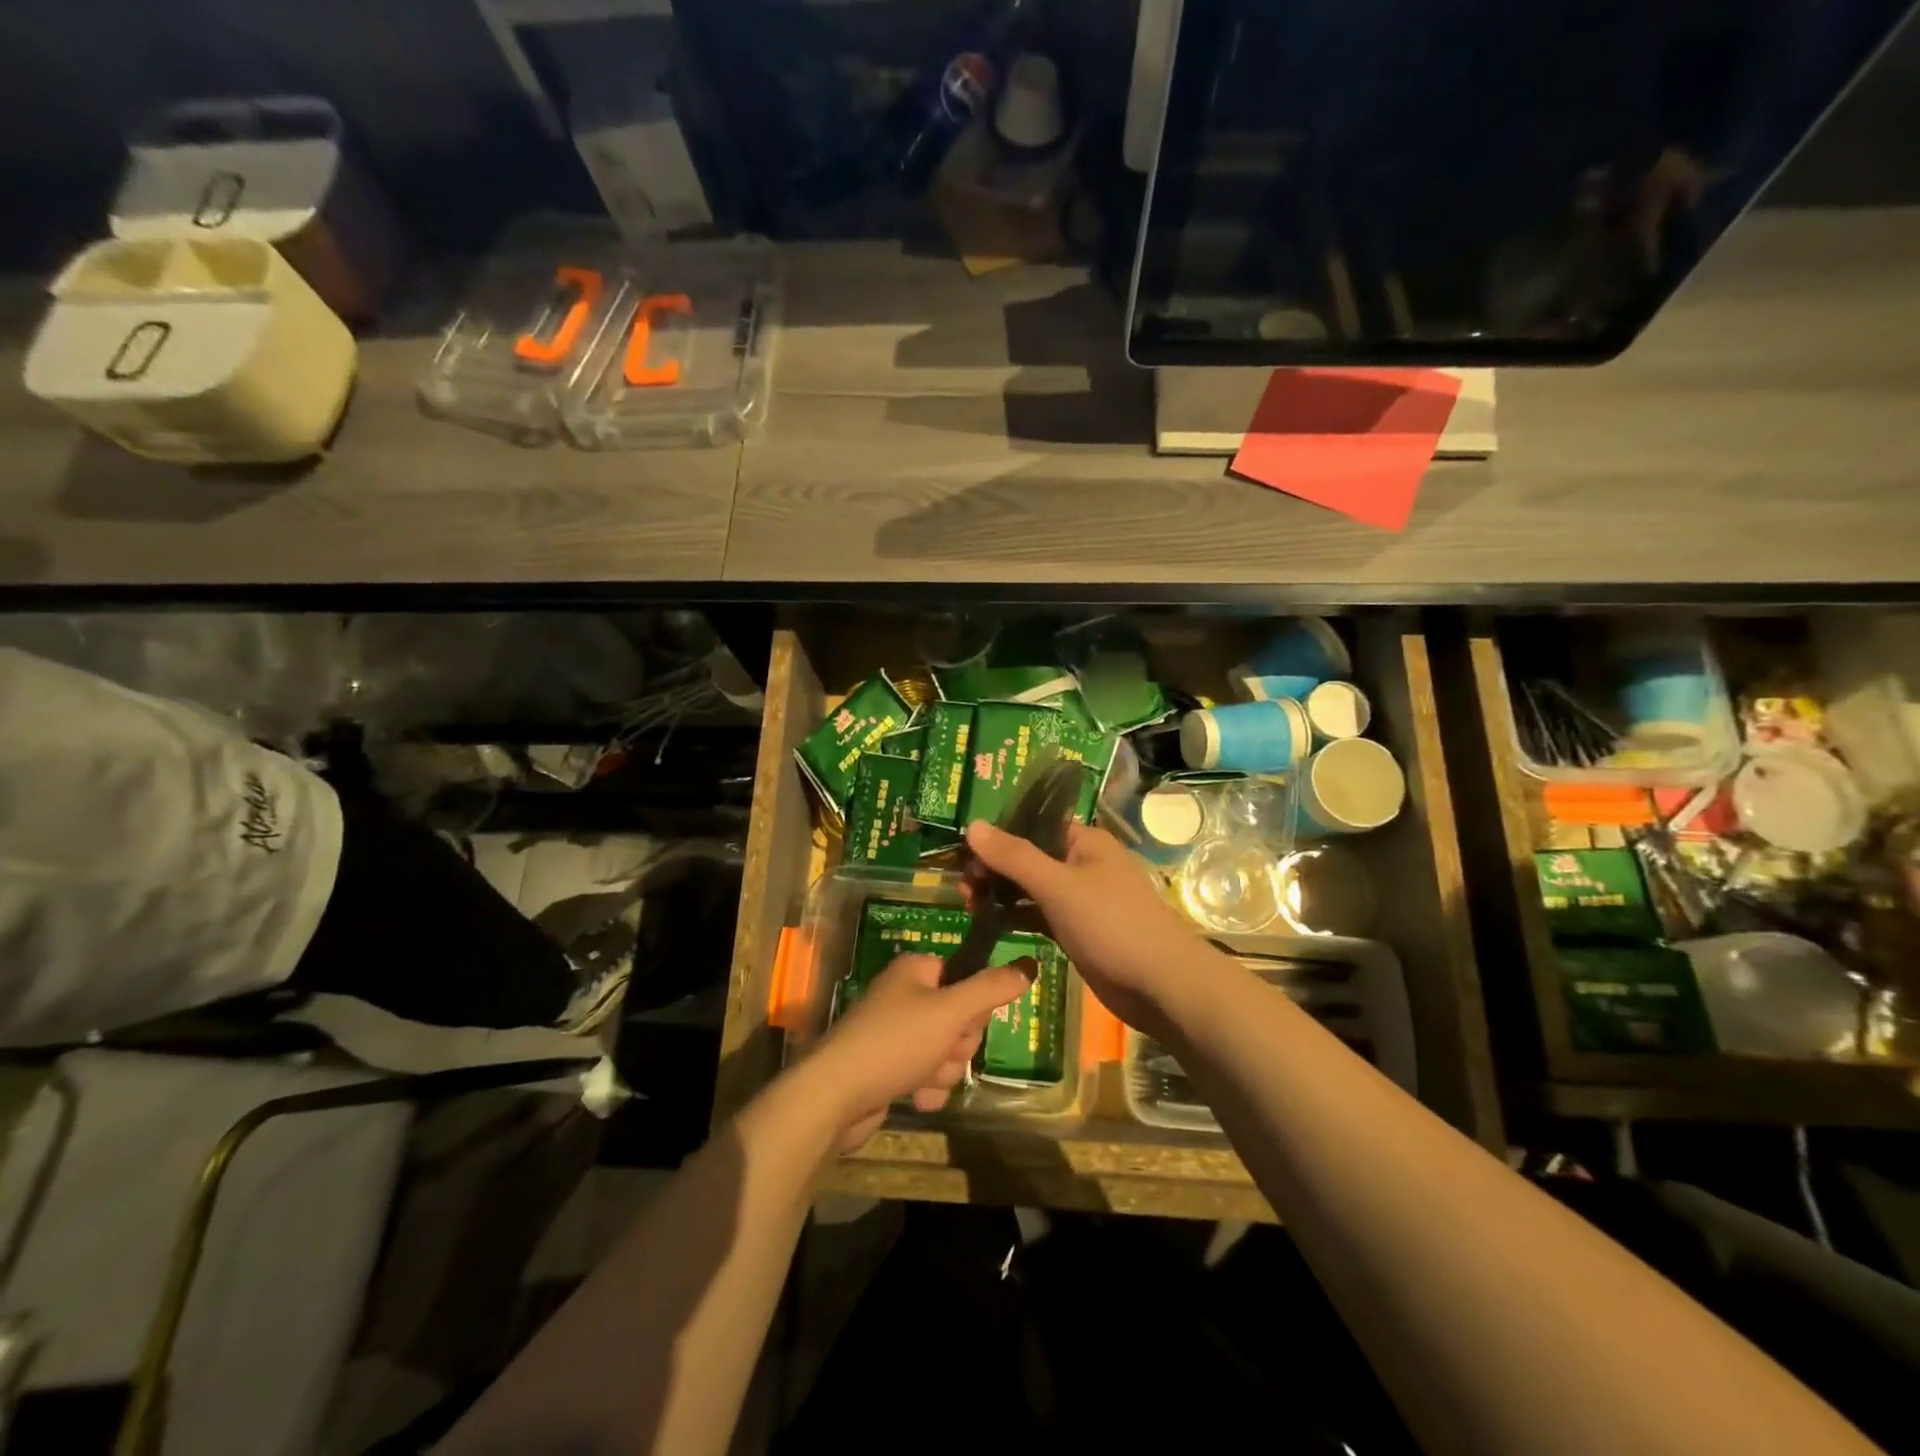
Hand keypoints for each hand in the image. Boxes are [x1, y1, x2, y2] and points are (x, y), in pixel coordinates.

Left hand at [802, 953, 1032, 1149]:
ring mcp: (894, 1034)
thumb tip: (1028, 965)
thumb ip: (991, 989)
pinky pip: (925, 1075)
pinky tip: (916, 1098)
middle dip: (958, 1045)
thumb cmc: (895, 1043)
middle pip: (959, 1018)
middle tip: (941, 1052)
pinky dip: (926, 1089)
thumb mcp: (950, 1012)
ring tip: (922, 1079)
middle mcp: (903, 996)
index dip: (972, 1006)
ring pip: (945, 1051)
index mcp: (914, 971)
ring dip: (943, 1071)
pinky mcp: (887, 1068)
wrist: (835, 1097)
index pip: (965, 977)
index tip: (965, 1022)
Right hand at [965, 819, 1199, 1033]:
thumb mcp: (1058, 886)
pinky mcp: (1080, 930)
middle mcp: (1084, 864)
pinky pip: (1042, 914)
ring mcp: (1082, 899)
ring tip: (969, 905)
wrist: (1161, 986)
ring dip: (1003, 893)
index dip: (998, 837)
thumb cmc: (1111, 925)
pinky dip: (1018, 916)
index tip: (965, 856)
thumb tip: (973, 825)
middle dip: (995, 868)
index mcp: (1086, 842)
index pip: (1033, 826)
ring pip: (1033, 888)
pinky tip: (992, 923)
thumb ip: (1014, 856)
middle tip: (964, 890)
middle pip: (1030, 857)